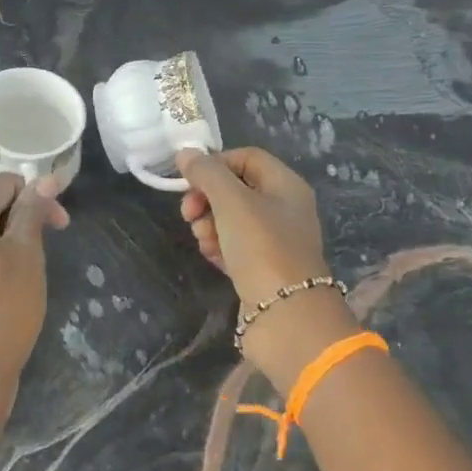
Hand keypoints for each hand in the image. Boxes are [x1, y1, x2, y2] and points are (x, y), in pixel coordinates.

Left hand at [0, 174, 68, 405]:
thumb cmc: (4, 307)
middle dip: (24, 216)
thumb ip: (32, 212)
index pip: (3, 183)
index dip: (35, 195)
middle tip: (52, 242)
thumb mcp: (26, 254)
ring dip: (10, 239)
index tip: (60, 223)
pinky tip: (9, 286)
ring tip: (32, 267)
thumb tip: (43, 179)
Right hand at [178, 148, 356, 377]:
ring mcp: (275, 240)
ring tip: (203, 240)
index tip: (190, 180)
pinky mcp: (263, 267)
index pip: (246, 157)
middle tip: (189, 214)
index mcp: (286, 186)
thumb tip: (184, 153)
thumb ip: (206, 173)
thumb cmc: (262, 248)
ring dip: (208, 223)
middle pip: (236, 188)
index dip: (215, 164)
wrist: (286, 317)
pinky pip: (233, 245)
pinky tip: (211, 256)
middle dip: (207, 198)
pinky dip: (218, 246)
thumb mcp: (231, 201)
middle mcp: (284, 209)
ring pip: (230, 218)